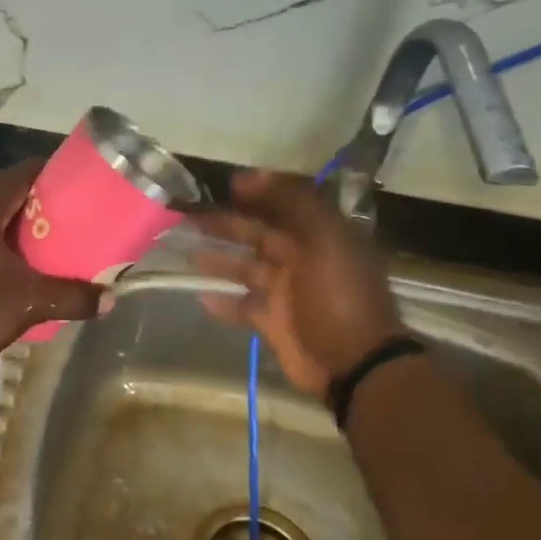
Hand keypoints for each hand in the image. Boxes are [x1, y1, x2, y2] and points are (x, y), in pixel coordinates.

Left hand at [0, 162, 103, 373]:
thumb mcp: (28, 303)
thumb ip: (72, 297)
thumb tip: (110, 299)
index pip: (26, 170)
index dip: (56, 175)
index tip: (81, 191)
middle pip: (3, 184)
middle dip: (34, 197)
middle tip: (62, 218)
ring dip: (9, 215)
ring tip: (37, 238)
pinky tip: (3, 260)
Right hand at [187, 169, 408, 396]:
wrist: (353, 363)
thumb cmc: (339, 297)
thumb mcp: (325, 240)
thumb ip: (293, 203)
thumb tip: (252, 176)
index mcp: (321, 236)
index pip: (286, 205)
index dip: (258, 193)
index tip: (225, 185)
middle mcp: (303, 260)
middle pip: (260, 235)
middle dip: (228, 224)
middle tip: (190, 216)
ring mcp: (287, 293)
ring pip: (246, 269)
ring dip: (220, 259)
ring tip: (187, 251)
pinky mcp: (273, 322)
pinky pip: (243, 306)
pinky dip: (223, 302)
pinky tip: (200, 295)